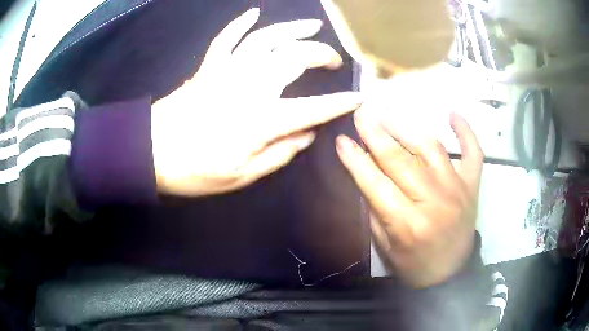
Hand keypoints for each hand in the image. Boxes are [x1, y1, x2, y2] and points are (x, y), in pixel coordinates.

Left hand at [151, 8, 362, 195]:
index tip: (359, 97)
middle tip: (333, 61)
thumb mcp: (240, 176)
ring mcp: (227, 70)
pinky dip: (242, 23)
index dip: (339, 102)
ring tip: (313, 25)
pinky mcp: (208, 66)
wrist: (148, 152)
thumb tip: (307, 136)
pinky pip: (228, 37)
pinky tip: (255, 13)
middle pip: (294, 57)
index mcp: (260, 119)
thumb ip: (278, 155)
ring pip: (267, 38)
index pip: (313, 107)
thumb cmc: (193, 170)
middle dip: (321, 55)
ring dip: (294, 29)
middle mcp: (249, 85)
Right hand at [336, 112, 482, 287]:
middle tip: (361, 114)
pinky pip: (473, 152)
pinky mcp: (472, 185)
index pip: (375, 183)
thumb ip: (375, 209)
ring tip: (388, 112)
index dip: (355, 160)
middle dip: (375, 134)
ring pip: (431, 147)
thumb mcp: (385, 247)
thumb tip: (366, 173)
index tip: (341, 140)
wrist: (451, 274)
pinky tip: (453, 114)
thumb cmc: (414, 265)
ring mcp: (457, 189)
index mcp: (408, 224)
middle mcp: (434, 201)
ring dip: (407, 126)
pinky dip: (466, 131)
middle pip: (400, 160)